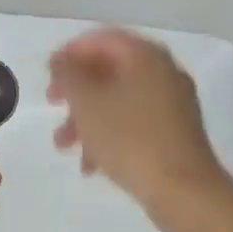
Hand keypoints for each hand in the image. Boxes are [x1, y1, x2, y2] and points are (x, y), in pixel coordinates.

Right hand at [48, 28, 229, 219]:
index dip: (69, 52)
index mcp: (145, 55)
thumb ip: (68, 75)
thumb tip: (61, 61)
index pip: (101, 39)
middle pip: (109, 69)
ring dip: (88, 117)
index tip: (47, 74)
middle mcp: (163, 71)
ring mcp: (173, 103)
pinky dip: (110, 134)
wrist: (185, 192)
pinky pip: (135, 122)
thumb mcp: (87, 103)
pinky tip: (91, 165)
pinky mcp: (176, 133)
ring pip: (119, 99)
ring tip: (64, 145)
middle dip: (76, 89)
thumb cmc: (131, 139)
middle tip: (52, 103)